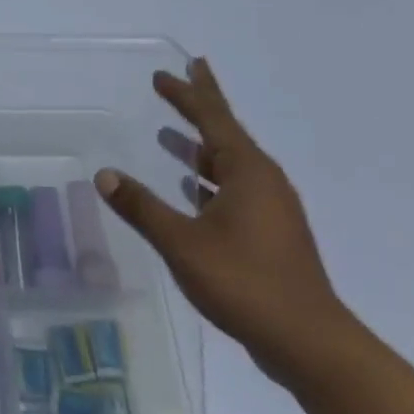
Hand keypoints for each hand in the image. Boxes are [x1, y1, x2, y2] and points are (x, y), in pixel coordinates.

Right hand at [96, 58, 356, 383]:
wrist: (308, 342)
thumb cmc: (245, 283)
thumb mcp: (183, 243)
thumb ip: (142, 207)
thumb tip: (105, 175)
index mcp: (248, 173)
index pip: (214, 119)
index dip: (189, 93)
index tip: (170, 71)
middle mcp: (263, 182)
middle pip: (225, 134)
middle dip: (199, 107)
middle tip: (179, 79)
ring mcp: (270, 209)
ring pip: (228, 164)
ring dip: (199, 148)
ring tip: (170, 135)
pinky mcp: (269, 233)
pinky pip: (233, 189)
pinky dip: (208, 180)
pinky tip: (190, 188)